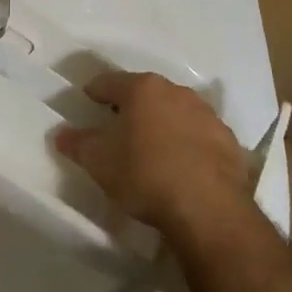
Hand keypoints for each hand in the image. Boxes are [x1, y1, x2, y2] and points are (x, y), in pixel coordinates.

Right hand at [54, 71, 254, 236]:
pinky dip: (187, 144)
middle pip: (146, 94)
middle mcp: (177, 92)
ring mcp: (208, 115)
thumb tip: (61, 134)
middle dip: (131, 106)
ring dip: (162, 124)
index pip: (110, 82)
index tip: (87, 101)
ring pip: (176, 112)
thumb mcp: (99, 162)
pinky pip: (199, 136)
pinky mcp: (229, 141)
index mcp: (143, 89)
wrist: (208, 208)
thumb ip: (78, 144)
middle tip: (117, 125)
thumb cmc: (144, 174)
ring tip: (150, 147)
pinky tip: (180, 166)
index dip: (95, 92)